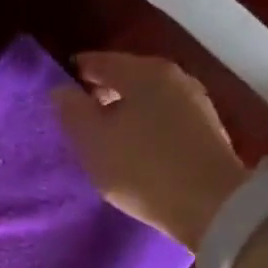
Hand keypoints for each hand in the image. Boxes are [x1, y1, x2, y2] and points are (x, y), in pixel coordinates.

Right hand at [53, 51, 246, 249]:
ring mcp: (195, 102)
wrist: (211, 205)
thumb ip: (71, 110)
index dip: (72, 75)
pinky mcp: (206, 130)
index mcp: (142, 71)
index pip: (97, 61)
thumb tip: (62, 90)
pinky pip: (163, 119)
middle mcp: (172, 76)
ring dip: (124, 113)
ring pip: (146, 99)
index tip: (56, 95)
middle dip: (100, 94)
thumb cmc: (141, 167)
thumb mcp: (92, 141)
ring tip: (104, 139)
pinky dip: (144, 127)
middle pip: (125, 77)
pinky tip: (135, 150)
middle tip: (77, 121)